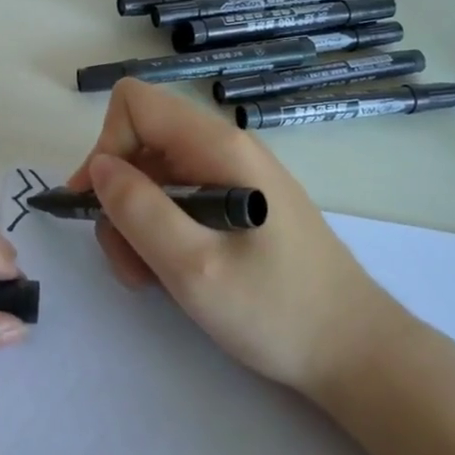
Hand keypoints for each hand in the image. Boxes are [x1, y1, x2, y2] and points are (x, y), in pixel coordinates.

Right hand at [67, 79, 402, 399]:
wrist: (356, 351)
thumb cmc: (278, 310)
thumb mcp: (194, 267)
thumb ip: (139, 210)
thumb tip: (99, 167)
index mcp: (218, 147)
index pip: (135, 103)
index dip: (105, 146)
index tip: (97, 204)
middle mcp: (225, 148)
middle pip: (141, 142)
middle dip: (119, 196)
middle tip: (127, 260)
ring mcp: (233, 175)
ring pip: (155, 175)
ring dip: (135, 222)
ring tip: (148, 277)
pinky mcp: (239, 204)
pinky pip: (180, 198)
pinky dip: (160, 231)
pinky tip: (171, 273)